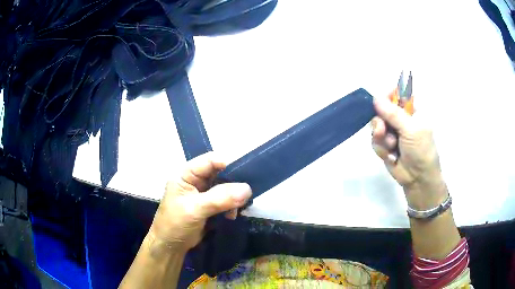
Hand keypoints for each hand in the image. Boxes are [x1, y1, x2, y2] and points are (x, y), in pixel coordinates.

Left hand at [149, 152, 251, 253]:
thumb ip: (219, 198)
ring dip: (234, 197)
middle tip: (246, 194)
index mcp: (186, 174)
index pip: (210, 160)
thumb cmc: (176, 224)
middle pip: (220, 172)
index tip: (245, 175)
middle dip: (234, 183)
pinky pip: (227, 200)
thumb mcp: (195, 209)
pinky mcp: (210, 206)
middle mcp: (196, 180)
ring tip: (236, 210)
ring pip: (226, 187)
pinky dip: (232, 206)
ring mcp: (204, 193)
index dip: (227, 163)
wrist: (171, 247)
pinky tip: (231, 216)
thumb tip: (247, 189)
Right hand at [371, 94, 446, 209]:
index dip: (387, 96)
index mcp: (411, 111)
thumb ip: (393, 113)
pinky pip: (375, 141)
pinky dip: (382, 149)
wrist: (418, 178)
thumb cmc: (421, 150)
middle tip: (382, 131)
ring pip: (376, 126)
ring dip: (381, 138)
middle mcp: (400, 119)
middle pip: (382, 110)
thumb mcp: (411, 129)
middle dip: (380, 121)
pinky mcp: (385, 145)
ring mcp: (392, 132)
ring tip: (391, 147)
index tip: (381, 103)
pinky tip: (391, 156)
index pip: (397, 95)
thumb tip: (375, 97)